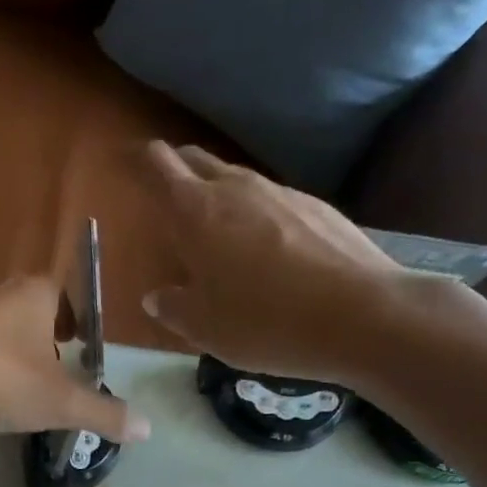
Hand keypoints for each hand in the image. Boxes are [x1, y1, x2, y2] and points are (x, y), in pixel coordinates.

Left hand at [0, 276, 149, 442]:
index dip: (77, 320)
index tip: (79, 346)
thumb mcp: (57, 402)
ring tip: (17, 391)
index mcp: (34, 292)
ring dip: (11, 354)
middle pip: (32, 312)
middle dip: (45, 341)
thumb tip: (147, 428)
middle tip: (54, 375)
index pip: (66, 295)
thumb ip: (102, 412)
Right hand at [143, 141, 414, 381]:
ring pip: (235, 179)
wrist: (361, 314)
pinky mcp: (316, 206)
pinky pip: (270, 199)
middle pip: (196, 160)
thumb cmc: (262, 321)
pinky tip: (262, 247)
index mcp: (195, 212)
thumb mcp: (203, 327)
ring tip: (213, 225)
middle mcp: (236, 189)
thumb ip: (173, 307)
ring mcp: (281, 192)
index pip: (158, 165)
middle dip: (175, 167)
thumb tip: (157, 296)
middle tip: (164, 191)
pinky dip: (254, 213)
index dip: (138, 161)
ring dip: (216, 192)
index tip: (125, 163)